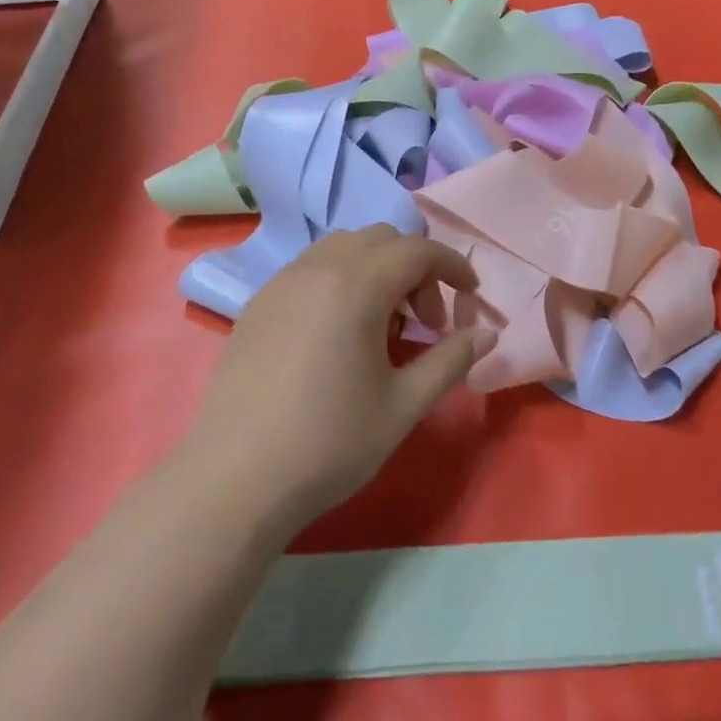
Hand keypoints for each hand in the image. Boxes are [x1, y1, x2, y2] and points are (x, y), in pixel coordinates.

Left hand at [183, 226, 487, 536]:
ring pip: (343, 247)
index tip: (472, 297)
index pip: (418, 250)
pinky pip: (312, 268)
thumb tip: (487, 334)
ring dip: (377, 270)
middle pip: (381, 239)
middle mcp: (316, 269)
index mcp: (356, 286)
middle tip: (426, 321)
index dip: (453, 266)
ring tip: (384, 324)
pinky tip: (340, 332)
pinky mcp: (257, 304)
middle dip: (416, 268)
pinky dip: (342, 280)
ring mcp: (281, 283)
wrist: (233, 482)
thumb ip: (450, 360)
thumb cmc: (329, 443)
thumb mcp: (403, 406)